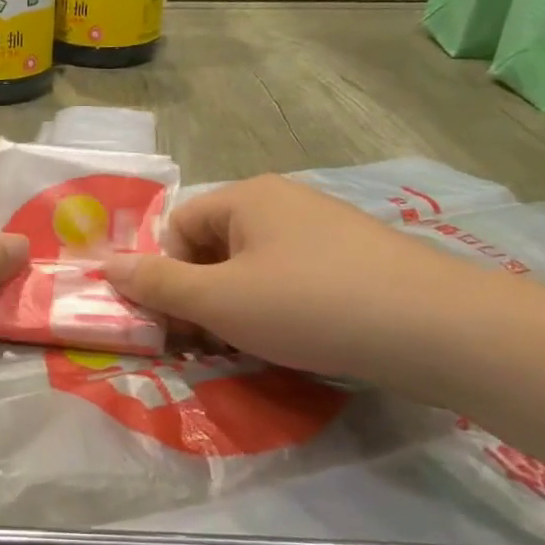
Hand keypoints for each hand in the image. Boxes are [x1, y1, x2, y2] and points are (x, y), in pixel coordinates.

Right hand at [103, 175, 494, 381]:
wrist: (440, 329)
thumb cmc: (310, 305)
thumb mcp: (220, 301)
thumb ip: (157, 285)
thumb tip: (104, 267)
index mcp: (246, 197)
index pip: (177, 228)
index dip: (166, 275)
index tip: (176, 322)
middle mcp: (283, 202)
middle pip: (214, 247)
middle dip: (201, 295)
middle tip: (209, 341)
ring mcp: (324, 230)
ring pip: (254, 268)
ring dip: (238, 308)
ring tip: (253, 347)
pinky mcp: (356, 262)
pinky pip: (294, 281)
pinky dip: (280, 310)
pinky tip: (297, 341)